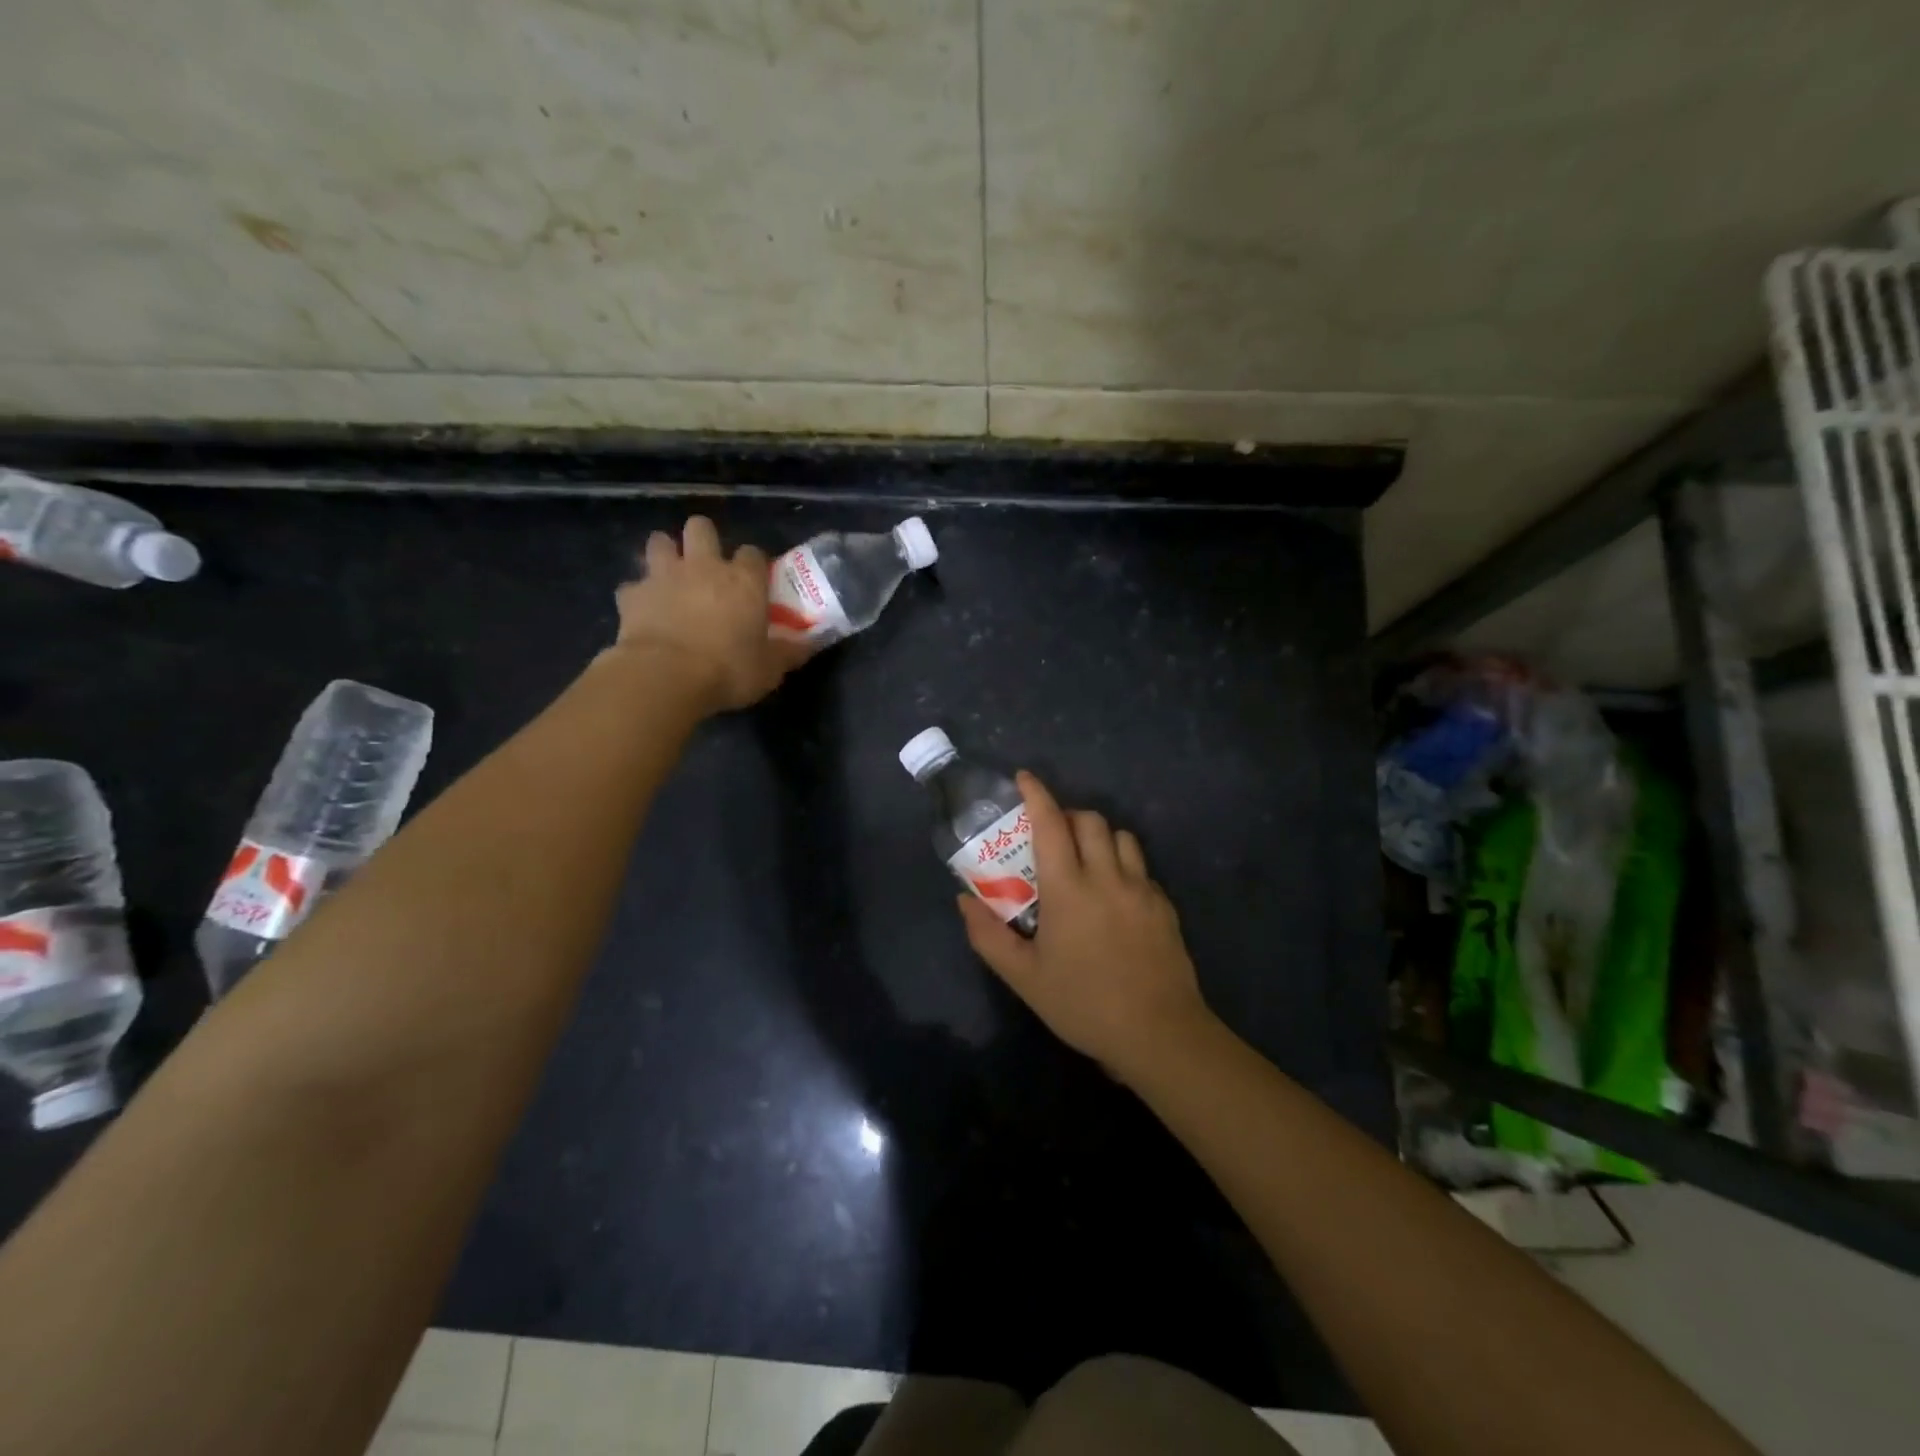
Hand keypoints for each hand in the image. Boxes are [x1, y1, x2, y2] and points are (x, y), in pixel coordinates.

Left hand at [610, 516, 809, 711]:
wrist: (665, 676)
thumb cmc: (728, 670)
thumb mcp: (770, 669)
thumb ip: (789, 652)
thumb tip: (809, 644)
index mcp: (743, 580)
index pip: (753, 553)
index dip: (753, 564)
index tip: (754, 581)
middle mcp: (704, 567)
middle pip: (701, 528)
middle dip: (703, 539)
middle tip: (706, 565)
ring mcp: (664, 576)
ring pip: (659, 541)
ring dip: (665, 553)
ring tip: (671, 576)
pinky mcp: (632, 595)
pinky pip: (632, 585)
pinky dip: (638, 594)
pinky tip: (644, 610)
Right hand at [957, 771, 1214, 1084]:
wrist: (1159, 1033)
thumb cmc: (1083, 1004)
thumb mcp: (1024, 977)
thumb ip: (988, 936)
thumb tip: (964, 900)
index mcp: (1068, 889)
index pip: (1051, 824)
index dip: (1036, 795)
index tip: (1024, 778)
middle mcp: (1107, 877)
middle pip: (1090, 820)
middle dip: (1068, 816)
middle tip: (1051, 837)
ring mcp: (1141, 889)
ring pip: (1121, 837)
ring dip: (1099, 837)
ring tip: (1085, 861)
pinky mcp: (1164, 906)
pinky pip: (1141, 867)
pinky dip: (1122, 865)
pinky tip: (1114, 896)